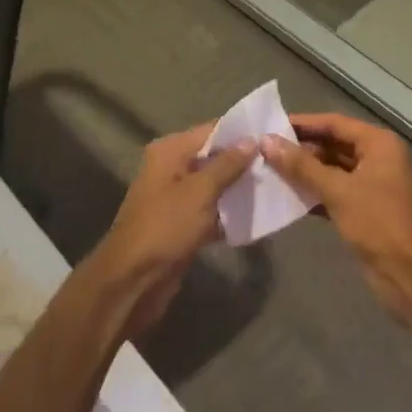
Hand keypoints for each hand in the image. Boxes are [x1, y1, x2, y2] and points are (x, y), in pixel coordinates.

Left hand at [88, 124, 256, 336]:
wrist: (134, 280)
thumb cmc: (166, 226)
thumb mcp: (200, 192)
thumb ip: (227, 165)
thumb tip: (251, 140)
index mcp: (170, 151)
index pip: (210, 131)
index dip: (240, 133)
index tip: (272, 136)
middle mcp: (171, 168)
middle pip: (213, 157)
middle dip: (242, 163)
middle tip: (277, 165)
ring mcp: (176, 197)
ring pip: (213, 186)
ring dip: (237, 190)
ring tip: (273, 188)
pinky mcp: (181, 224)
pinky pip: (210, 211)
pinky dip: (227, 214)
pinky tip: (255, 218)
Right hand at [261, 113, 411, 324]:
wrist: (411, 277)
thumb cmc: (378, 222)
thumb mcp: (338, 190)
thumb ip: (301, 166)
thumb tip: (266, 142)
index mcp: (378, 144)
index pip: (334, 123)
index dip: (303, 124)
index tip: (271, 125)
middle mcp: (377, 158)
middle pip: (333, 145)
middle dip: (301, 149)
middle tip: (265, 149)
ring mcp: (371, 185)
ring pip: (332, 169)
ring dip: (305, 171)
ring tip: (270, 170)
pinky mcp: (364, 209)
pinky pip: (334, 191)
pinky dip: (313, 192)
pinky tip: (287, 196)